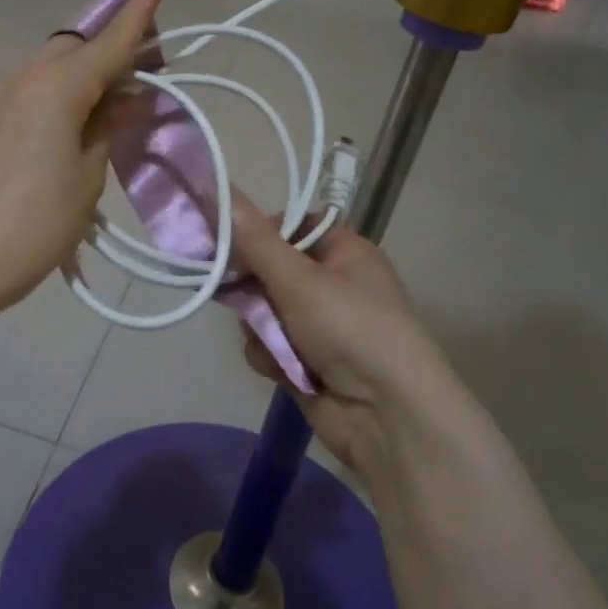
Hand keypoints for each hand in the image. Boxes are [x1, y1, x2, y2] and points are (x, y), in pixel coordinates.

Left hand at [0, 0, 161, 308]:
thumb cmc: (38, 222)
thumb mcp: (89, 175)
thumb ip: (109, 125)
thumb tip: (129, 97)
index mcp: (55, 88)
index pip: (105, 45)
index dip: (134, 20)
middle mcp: (20, 76)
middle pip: (72, 47)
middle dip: (107, 48)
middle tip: (139, 68)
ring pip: (44, 64)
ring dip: (76, 70)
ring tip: (102, 97)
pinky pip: (22, 86)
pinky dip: (49, 89)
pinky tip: (59, 118)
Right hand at [231, 195, 475, 476]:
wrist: (388, 417)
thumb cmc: (351, 329)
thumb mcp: (299, 279)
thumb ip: (254, 240)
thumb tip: (219, 190)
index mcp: (344, 251)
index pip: (292, 225)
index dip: (260, 233)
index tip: (230, 243)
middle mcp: (332, 283)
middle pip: (270, 270)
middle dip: (254, 289)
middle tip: (245, 298)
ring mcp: (319, 326)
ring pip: (263, 311)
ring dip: (262, 328)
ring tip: (276, 344)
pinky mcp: (306, 362)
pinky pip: (269, 346)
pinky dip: (271, 357)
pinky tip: (283, 370)